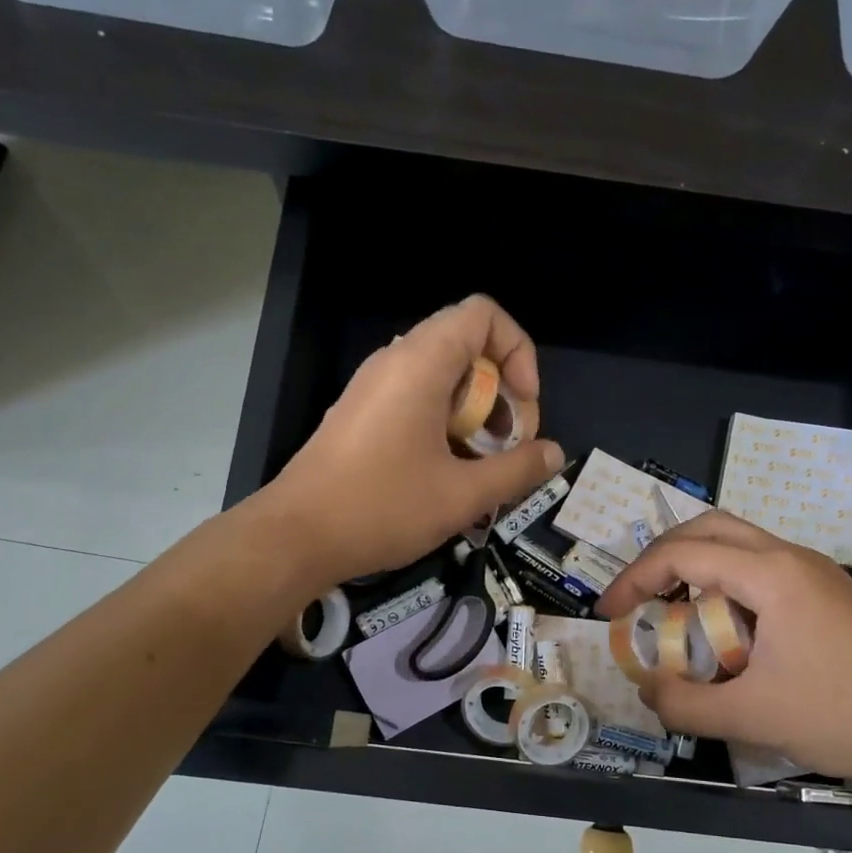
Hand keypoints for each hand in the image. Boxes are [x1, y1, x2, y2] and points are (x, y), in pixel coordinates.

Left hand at [265, 295, 564, 586]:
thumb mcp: (462, 495)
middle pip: (467, 347)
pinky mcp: (363, 414)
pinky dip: (446, 424)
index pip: (483, 315)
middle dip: (502, 393)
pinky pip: (417, 399)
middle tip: (509, 446)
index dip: (517, 351)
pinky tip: (448, 474)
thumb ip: (516, 470)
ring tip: (483, 466)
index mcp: (421, 363)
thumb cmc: (382, 508)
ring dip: (476, 414)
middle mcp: (395, 361)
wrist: (296, 537)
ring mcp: (374, 388)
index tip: (524, 405)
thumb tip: (555, 454)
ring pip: (443, 378)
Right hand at [595, 512, 851, 795]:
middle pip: (710, 528)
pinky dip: (728, 588)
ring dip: (698, 570)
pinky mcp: (832, 596)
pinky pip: (764, 572)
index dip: (635, 577)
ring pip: (740, 547)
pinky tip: (727, 634)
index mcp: (772, 574)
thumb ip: (685, 704)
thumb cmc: (845, 716)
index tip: (608, 613)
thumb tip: (645, 690)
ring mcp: (818, 574)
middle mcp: (793, 558)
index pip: (684, 552)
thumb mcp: (752, 716)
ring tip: (674, 616)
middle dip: (662, 557)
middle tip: (636, 598)